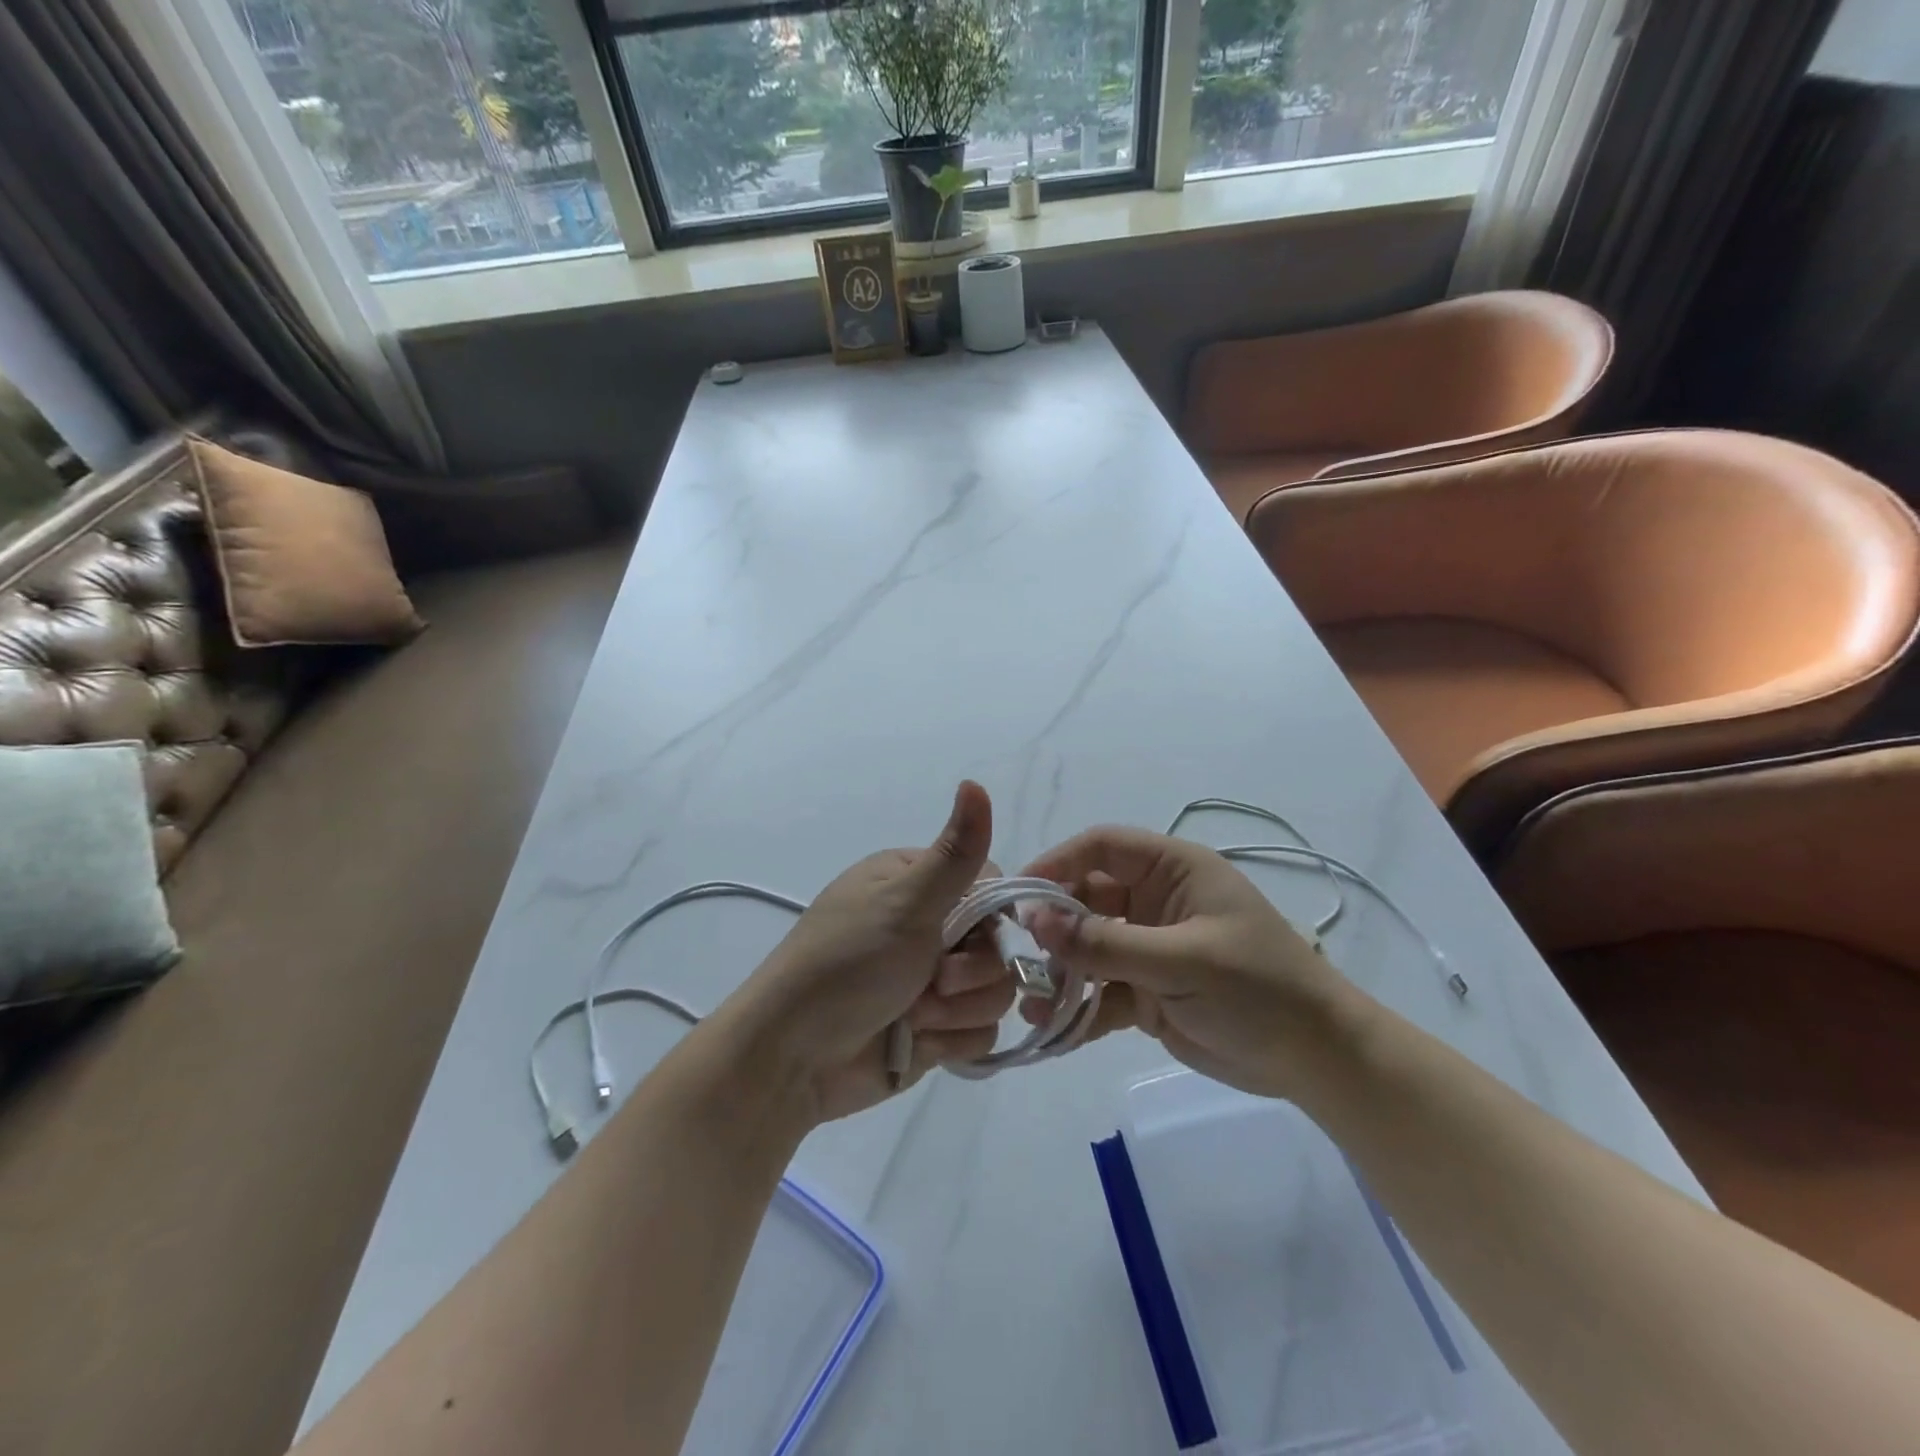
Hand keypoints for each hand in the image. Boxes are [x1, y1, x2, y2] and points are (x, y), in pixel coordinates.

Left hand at [721, 781, 1014, 1123]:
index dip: (992, 914)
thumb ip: (954, 853)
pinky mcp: (935, 1028)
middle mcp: (927, 926)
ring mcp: (932, 980)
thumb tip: (974, 783)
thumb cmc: (846, 965)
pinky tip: (915, 1041)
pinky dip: (950, 1040)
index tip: (967, 932)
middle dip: (970, 971)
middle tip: (932, 980)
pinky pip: (979, 1032)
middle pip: (998, 943)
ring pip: (994, 990)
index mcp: (915, 883)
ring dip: (957, 1010)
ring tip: (914, 1015)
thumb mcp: (904, 902)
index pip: (990, 886)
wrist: (793, 1058)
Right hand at [1020, 827, 1359, 1099]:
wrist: (1318, 1061)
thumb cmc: (1258, 988)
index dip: (1058, 862)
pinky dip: (1078, 1008)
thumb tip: (1034, 920)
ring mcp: (1149, 948)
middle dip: (1053, 926)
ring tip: (1032, 1003)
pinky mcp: (1147, 991)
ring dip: (1059, 972)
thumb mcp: (1182, 959)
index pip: (1102, 847)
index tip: (1019, 895)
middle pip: (1086, 898)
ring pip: (1087, 948)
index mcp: (1172, 870)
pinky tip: (1052, 1030)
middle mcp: (1155, 902)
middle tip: (1020, 957)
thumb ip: (1106, 942)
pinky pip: (1100, 991)